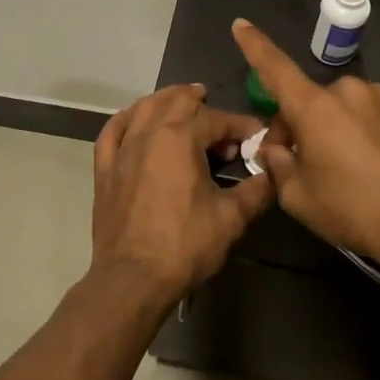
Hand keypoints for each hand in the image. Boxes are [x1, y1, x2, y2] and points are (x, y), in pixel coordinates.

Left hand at [91, 84, 271, 303]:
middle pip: (177, 102)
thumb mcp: (231, 218)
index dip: (240, 125)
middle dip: (204, 105)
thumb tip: (274, 174)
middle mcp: (148, 133)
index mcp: (180, 138)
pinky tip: (136, 119)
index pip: (216, 118)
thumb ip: (256, 190)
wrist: (132, 279)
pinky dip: (127, 118)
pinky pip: (112, 131)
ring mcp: (122, 149)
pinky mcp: (104, 169)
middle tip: (221, 121)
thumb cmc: (184, 245)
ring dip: (166, 101)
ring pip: (144, 108)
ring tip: (183, 103)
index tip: (256, 137)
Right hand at [231, 20, 379, 292]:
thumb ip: (277, 164)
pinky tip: (375, 160)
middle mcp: (348, 90)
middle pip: (310, 101)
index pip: (275, 68)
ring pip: (343, 107)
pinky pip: (372, 112)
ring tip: (346, 167)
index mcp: (314, 107)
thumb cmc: (352, 211)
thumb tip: (276, 148)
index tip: (241, 24)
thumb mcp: (297, 196)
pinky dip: (364, 129)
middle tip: (304, 164)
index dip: (255, 45)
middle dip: (300, 126)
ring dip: (334, 126)